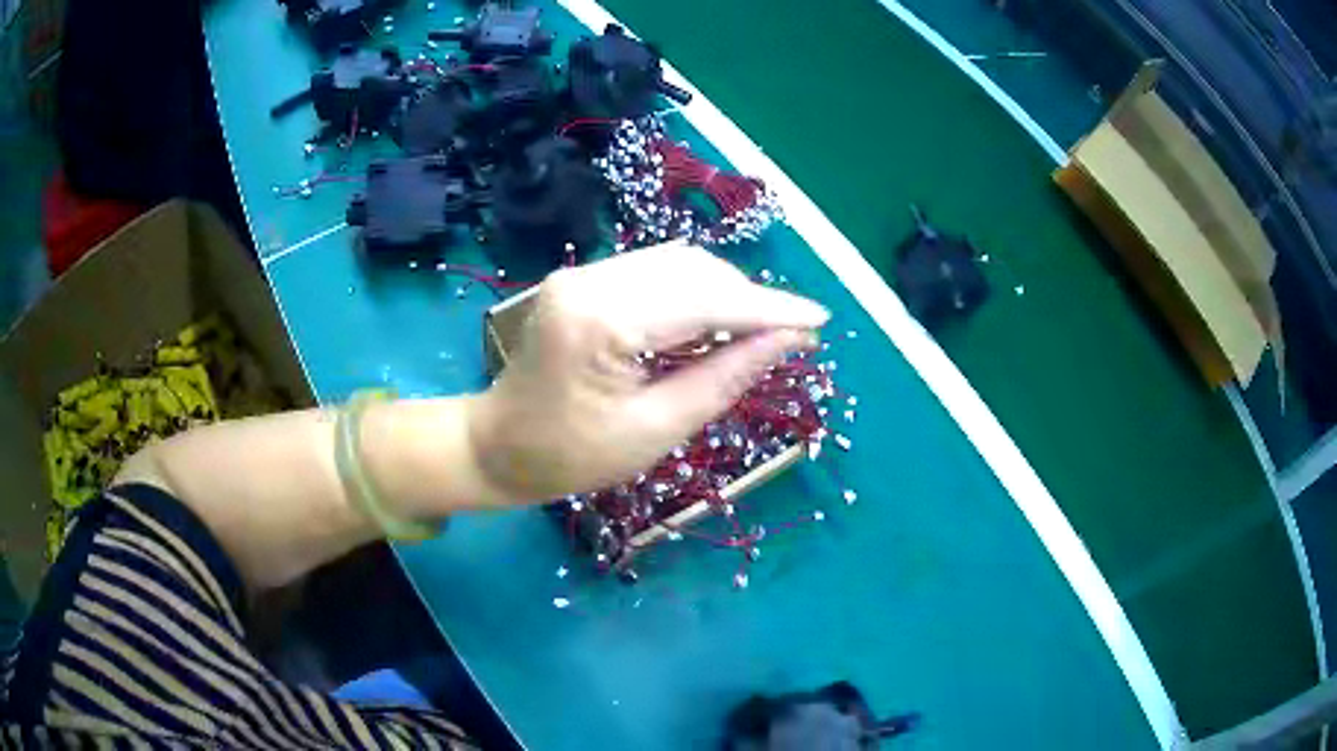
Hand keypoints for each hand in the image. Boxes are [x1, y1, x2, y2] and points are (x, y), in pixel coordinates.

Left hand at [468, 242, 829, 504]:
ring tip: (757, 332)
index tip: (820, 319)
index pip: (706, 300)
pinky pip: (656, 273)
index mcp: (603, 322)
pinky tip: (714, 322)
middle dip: (750, 300)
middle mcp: (591, 280)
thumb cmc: (572, 456)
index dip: (770, 310)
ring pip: (678, 264)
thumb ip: (724, 378)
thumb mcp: (656, 430)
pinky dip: (695, 293)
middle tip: (791, 334)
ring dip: (725, 293)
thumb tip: (787, 341)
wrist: (497, 446)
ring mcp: (583, 274)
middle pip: (694, 271)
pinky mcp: (583, 279)